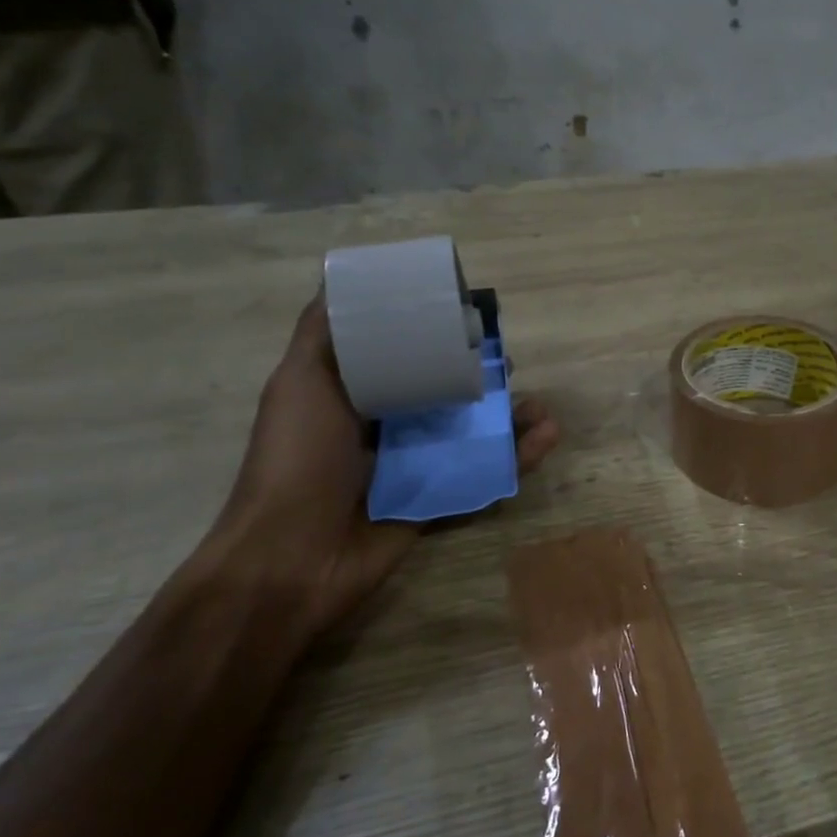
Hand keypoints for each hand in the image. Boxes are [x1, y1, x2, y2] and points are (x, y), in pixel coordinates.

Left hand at [202, 292, 559, 638]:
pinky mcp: (437, 499)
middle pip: (446, 391)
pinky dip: (517, 457)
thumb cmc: (296, 461)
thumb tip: (342, 279)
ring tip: (538, 407)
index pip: (405, 355)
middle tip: (508, 364)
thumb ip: (322, 335)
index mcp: (355, 394)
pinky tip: (546, 437)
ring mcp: (414, 465)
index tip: (470, 318)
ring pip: (471, 432)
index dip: (438, 335)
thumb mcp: (299, 383)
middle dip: (482, 377)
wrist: (290, 558)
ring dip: (510, 417)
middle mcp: (387, 425)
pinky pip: (483, 473)